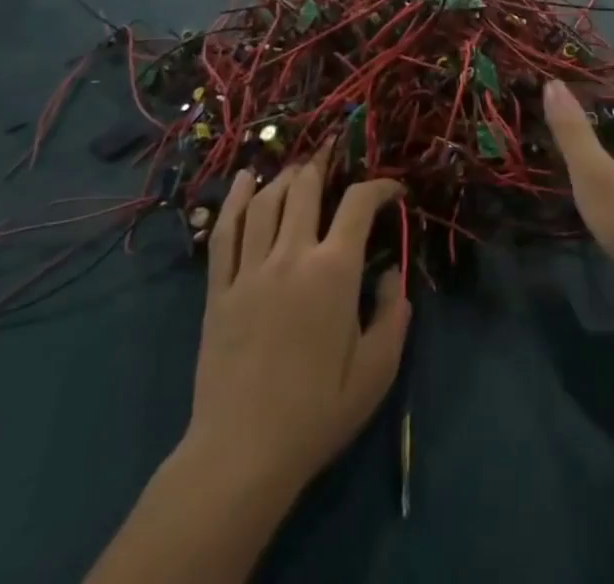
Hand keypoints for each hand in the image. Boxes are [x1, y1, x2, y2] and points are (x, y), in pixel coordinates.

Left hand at [181, 156, 408, 502]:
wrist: (242, 454)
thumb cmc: (317, 413)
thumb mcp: (377, 371)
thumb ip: (393, 314)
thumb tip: (392, 272)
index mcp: (334, 271)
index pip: (359, 203)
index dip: (381, 187)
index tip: (394, 191)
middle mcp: (291, 255)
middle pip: (306, 187)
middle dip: (325, 164)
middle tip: (338, 159)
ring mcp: (249, 269)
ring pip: (266, 201)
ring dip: (285, 176)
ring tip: (299, 169)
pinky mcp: (219, 289)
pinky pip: (224, 232)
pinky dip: (235, 200)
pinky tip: (244, 181)